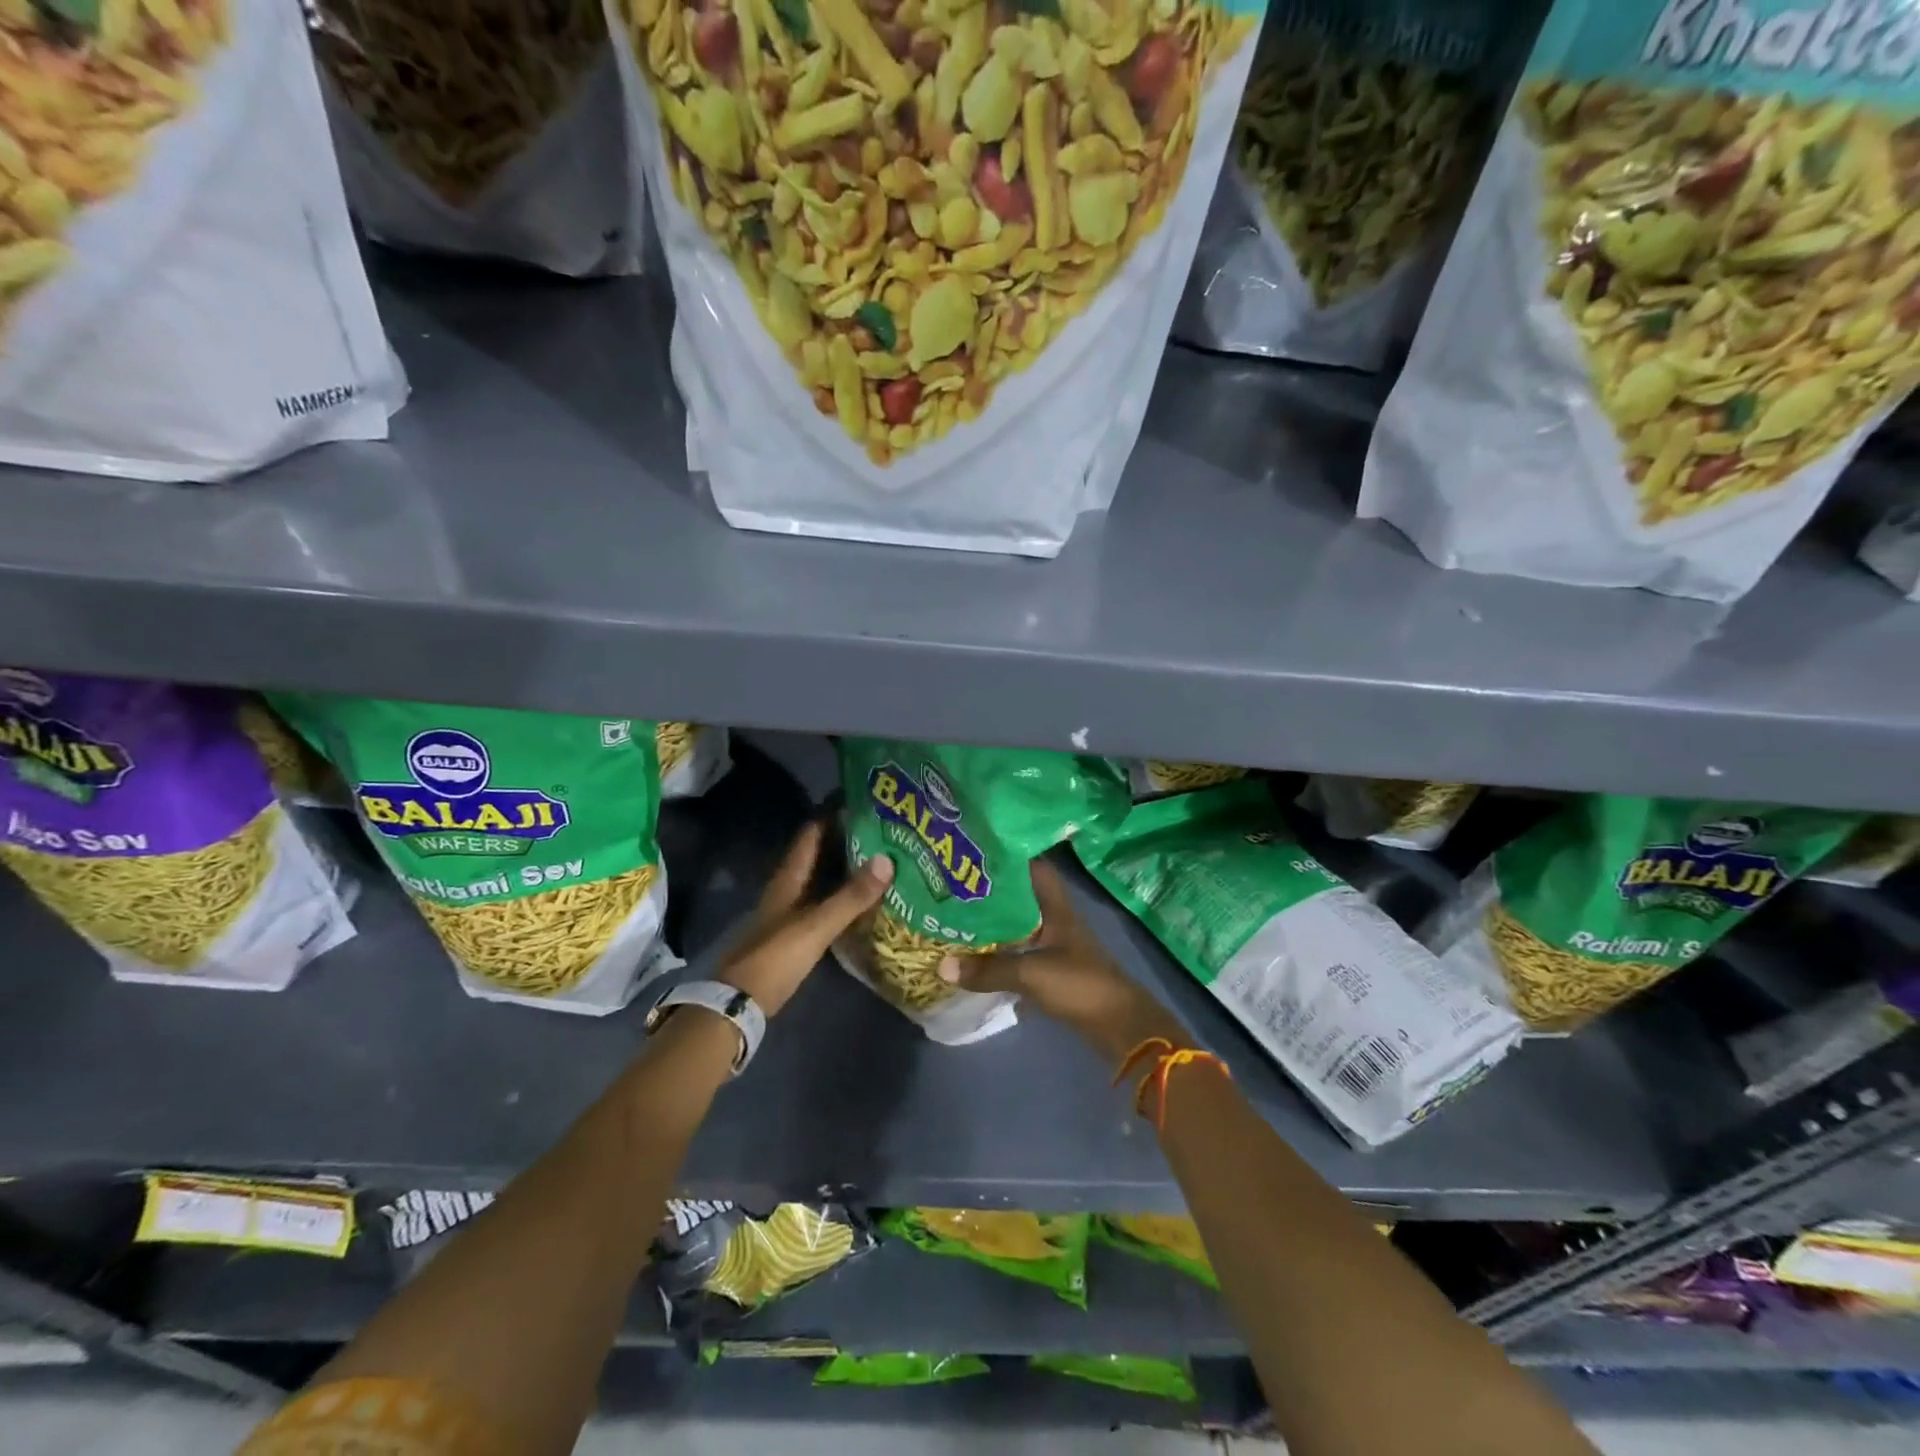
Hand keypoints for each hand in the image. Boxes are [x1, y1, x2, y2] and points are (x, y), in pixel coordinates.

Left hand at [716, 819, 892, 1016]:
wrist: (739, 1004)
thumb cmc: (774, 958)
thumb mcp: (816, 926)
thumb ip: (850, 897)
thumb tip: (887, 859)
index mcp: (788, 879)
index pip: (811, 833)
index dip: (832, 814)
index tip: (862, 800)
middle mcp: (788, 889)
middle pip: (818, 855)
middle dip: (845, 840)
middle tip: (882, 830)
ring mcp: (790, 913)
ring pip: (822, 880)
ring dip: (846, 868)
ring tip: (882, 859)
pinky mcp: (796, 935)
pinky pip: (825, 904)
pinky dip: (844, 897)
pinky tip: (864, 899)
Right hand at [937, 859, 1184, 1061]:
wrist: (1119, 1026)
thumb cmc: (1079, 985)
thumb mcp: (1030, 974)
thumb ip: (988, 970)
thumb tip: (941, 966)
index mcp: (1056, 908)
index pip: (1034, 868)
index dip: (1008, 856)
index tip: (975, 852)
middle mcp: (1056, 920)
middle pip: (1021, 897)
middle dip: (992, 892)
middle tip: (955, 885)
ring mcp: (1055, 946)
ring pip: (1019, 925)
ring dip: (994, 923)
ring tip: (958, 916)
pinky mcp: (1053, 971)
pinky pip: (1020, 952)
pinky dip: (1000, 952)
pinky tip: (976, 955)